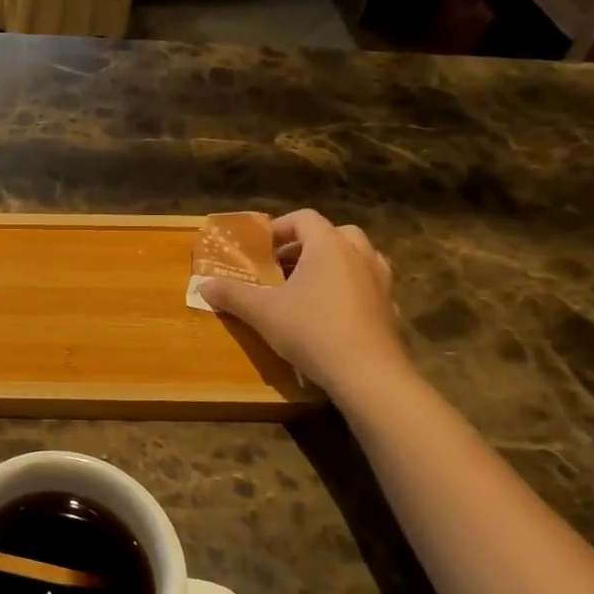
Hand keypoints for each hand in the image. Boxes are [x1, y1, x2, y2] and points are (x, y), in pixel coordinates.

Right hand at [199, 210, 407, 402]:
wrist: (367, 374)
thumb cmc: (312, 331)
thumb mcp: (262, 312)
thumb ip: (232, 294)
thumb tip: (203, 285)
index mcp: (328, 246)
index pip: (304, 218)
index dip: (280, 227)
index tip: (261, 247)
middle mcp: (359, 255)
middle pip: (336, 232)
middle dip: (309, 243)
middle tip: (286, 264)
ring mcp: (380, 281)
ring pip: (359, 257)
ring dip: (335, 263)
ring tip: (311, 284)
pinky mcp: (390, 308)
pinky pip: (370, 286)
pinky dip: (353, 289)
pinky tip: (336, 312)